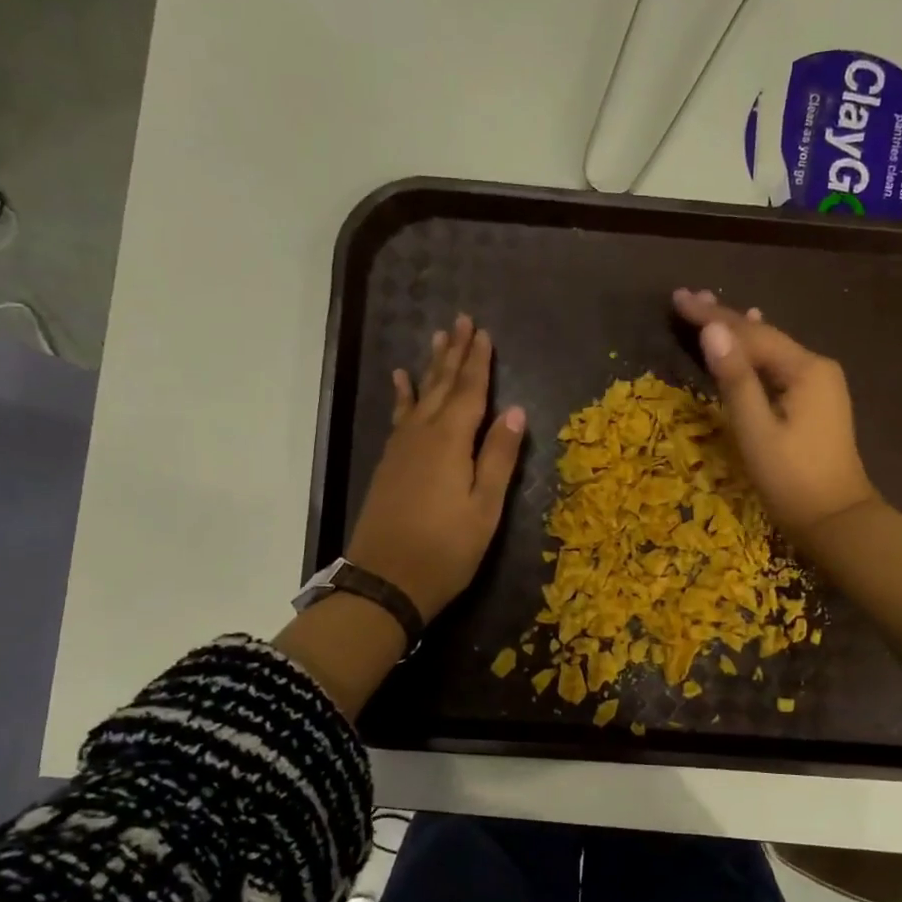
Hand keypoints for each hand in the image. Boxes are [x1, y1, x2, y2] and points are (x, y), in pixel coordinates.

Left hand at [345, 314, 526, 622]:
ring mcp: (401, 448)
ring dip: (431, 367)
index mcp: (451, 442)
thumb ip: (499, 457)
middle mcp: (423, 435)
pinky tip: (401, 381)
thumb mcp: (485, 508)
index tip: (484, 332)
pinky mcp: (389, 463)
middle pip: (442, 386)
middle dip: (455, 354)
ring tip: (437, 339)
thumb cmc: (445, 549)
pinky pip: (399, 416)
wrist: (385, 581)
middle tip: (461, 321)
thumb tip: (515, 411)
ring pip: (419, 396)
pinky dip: (403, 395)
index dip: (478, 362)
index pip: (469, 392)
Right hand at [673, 289, 901, 672]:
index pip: (750, 333)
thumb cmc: (792, 480)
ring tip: (710, 308)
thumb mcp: (756, 431)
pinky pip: (778, 365)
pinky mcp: (816, 401)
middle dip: (723, 317)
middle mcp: (816, 367)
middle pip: (762, 335)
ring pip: (770, 349)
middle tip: (686, 297)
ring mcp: (820, 384)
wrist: (837, 520)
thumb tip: (712, 331)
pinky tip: (752, 337)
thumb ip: (735, 380)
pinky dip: (756, 351)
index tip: (677, 299)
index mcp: (804, 369)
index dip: (711, 316)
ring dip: (738, 331)